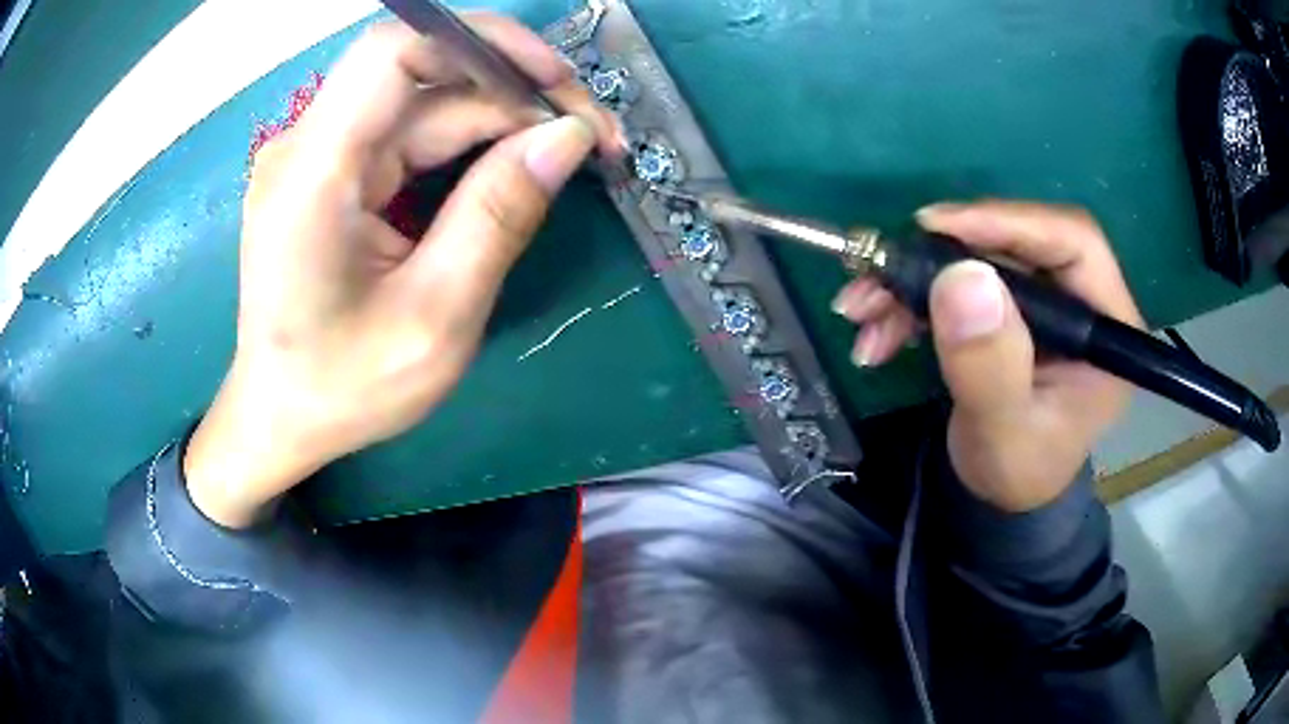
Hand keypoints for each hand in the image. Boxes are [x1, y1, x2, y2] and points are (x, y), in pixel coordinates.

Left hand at [184, 16, 621, 527]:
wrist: (280, 418)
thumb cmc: (343, 388)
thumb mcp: (435, 319)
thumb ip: (498, 217)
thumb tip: (567, 138)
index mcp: (314, 174)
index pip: (396, 51)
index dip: (484, 44)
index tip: (558, 83)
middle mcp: (308, 146)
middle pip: (422, 74)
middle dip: (513, 90)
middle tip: (588, 135)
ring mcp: (318, 156)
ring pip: (423, 103)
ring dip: (499, 117)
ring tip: (566, 151)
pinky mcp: (332, 172)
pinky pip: (408, 133)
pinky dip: (468, 141)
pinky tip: (513, 165)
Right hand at [832, 202, 1142, 510]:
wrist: (1002, 495)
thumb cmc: (1017, 472)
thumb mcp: (1004, 433)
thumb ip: (990, 367)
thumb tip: (963, 277)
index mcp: (1106, 324)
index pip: (1071, 241)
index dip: (1008, 222)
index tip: (936, 226)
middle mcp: (1079, 298)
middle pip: (1014, 242)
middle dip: (940, 255)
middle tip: (879, 271)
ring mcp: (1042, 301)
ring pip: (977, 259)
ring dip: (912, 281)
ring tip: (861, 311)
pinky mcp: (1010, 307)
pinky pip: (958, 282)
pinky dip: (910, 301)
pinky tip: (877, 332)